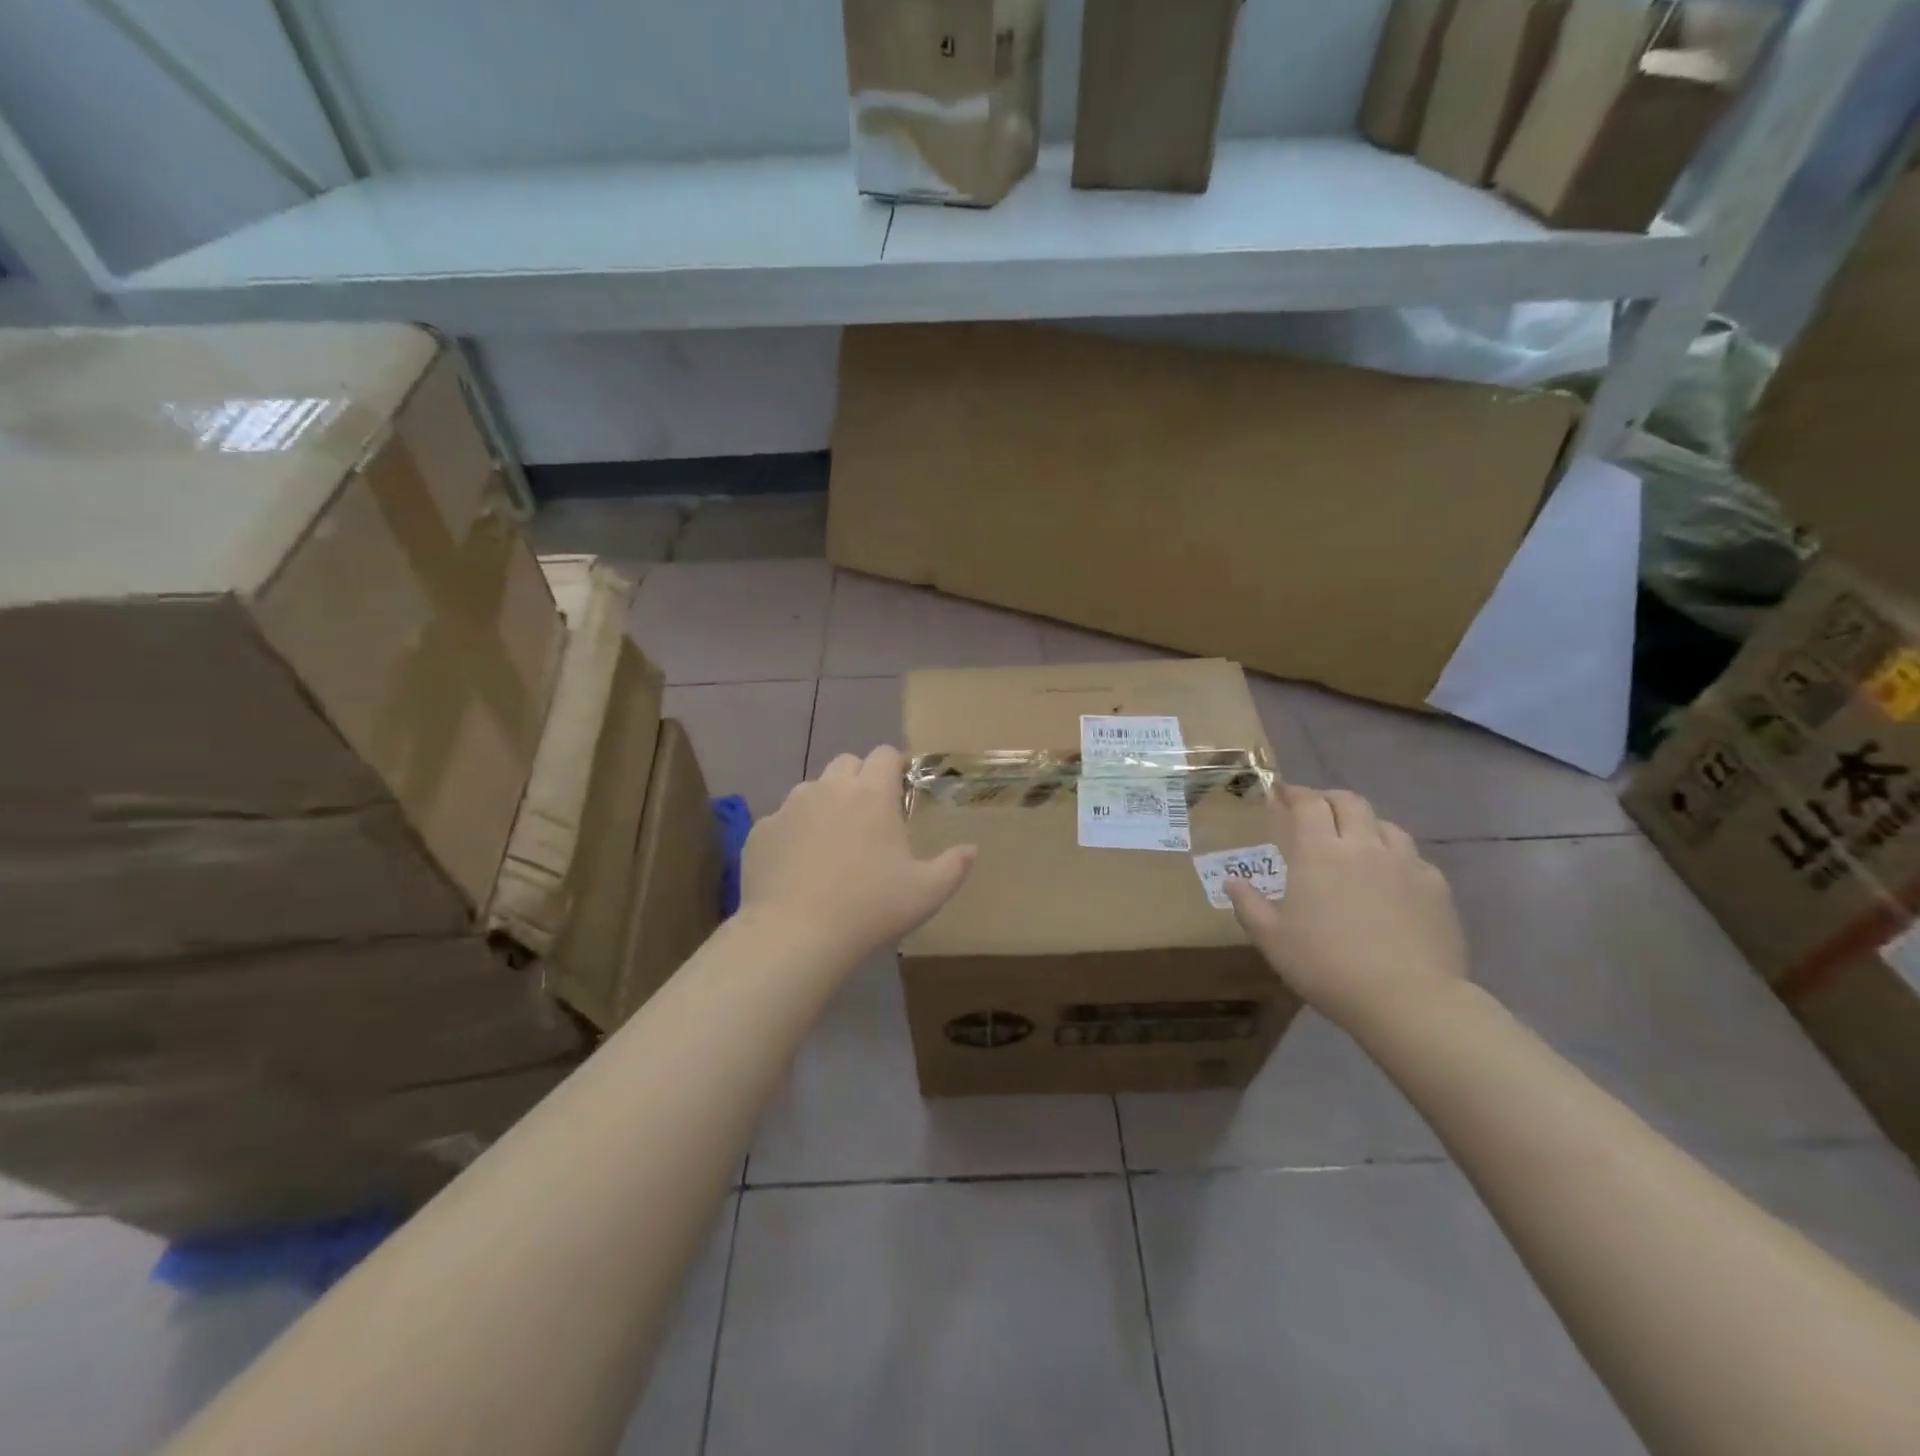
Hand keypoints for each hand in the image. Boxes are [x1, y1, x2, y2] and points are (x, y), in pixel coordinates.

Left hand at [741, 746, 976, 963]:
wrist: (795, 934)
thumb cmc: (870, 908)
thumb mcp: (926, 893)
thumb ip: (954, 866)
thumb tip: (971, 849)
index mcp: (872, 794)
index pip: (884, 754)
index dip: (894, 766)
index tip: (900, 789)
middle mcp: (829, 788)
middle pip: (846, 763)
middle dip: (859, 780)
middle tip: (868, 817)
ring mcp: (790, 807)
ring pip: (811, 789)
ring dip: (825, 803)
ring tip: (831, 843)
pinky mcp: (761, 831)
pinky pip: (781, 821)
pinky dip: (793, 833)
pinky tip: (798, 868)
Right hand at [1224, 785, 1467, 1033]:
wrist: (1409, 1000)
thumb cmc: (1327, 966)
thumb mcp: (1272, 940)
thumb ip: (1249, 905)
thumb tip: (1231, 882)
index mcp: (1319, 853)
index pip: (1308, 804)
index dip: (1293, 793)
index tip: (1281, 793)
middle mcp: (1363, 846)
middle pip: (1350, 802)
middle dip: (1329, 799)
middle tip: (1316, 810)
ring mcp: (1405, 864)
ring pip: (1386, 825)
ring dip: (1365, 824)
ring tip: (1356, 841)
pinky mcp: (1436, 887)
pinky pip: (1414, 858)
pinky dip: (1396, 857)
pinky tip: (1392, 878)